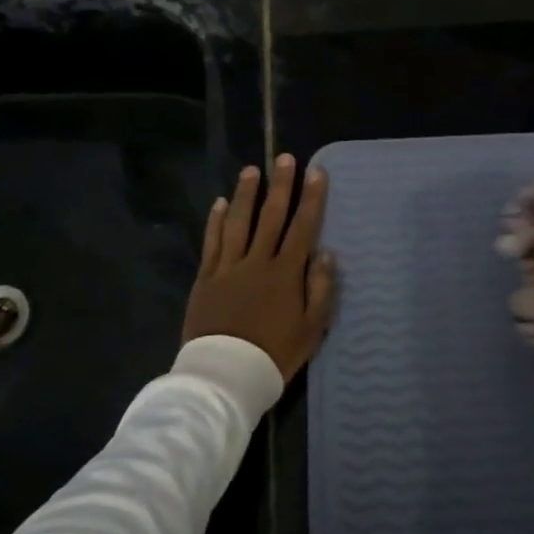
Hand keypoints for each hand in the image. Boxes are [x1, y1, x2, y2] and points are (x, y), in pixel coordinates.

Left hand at [182, 154, 336, 382]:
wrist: (226, 374)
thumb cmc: (275, 354)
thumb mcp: (311, 328)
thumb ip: (320, 289)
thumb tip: (326, 253)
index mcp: (286, 273)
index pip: (303, 227)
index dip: (311, 198)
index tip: (316, 172)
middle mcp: (257, 261)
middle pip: (271, 216)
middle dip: (280, 185)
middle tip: (285, 158)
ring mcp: (228, 267)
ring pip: (238, 222)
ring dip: (246, 194)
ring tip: (252, 170)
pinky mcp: (206, 278)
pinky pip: (212, 242)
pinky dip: (215, 221)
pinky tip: (219, 203)